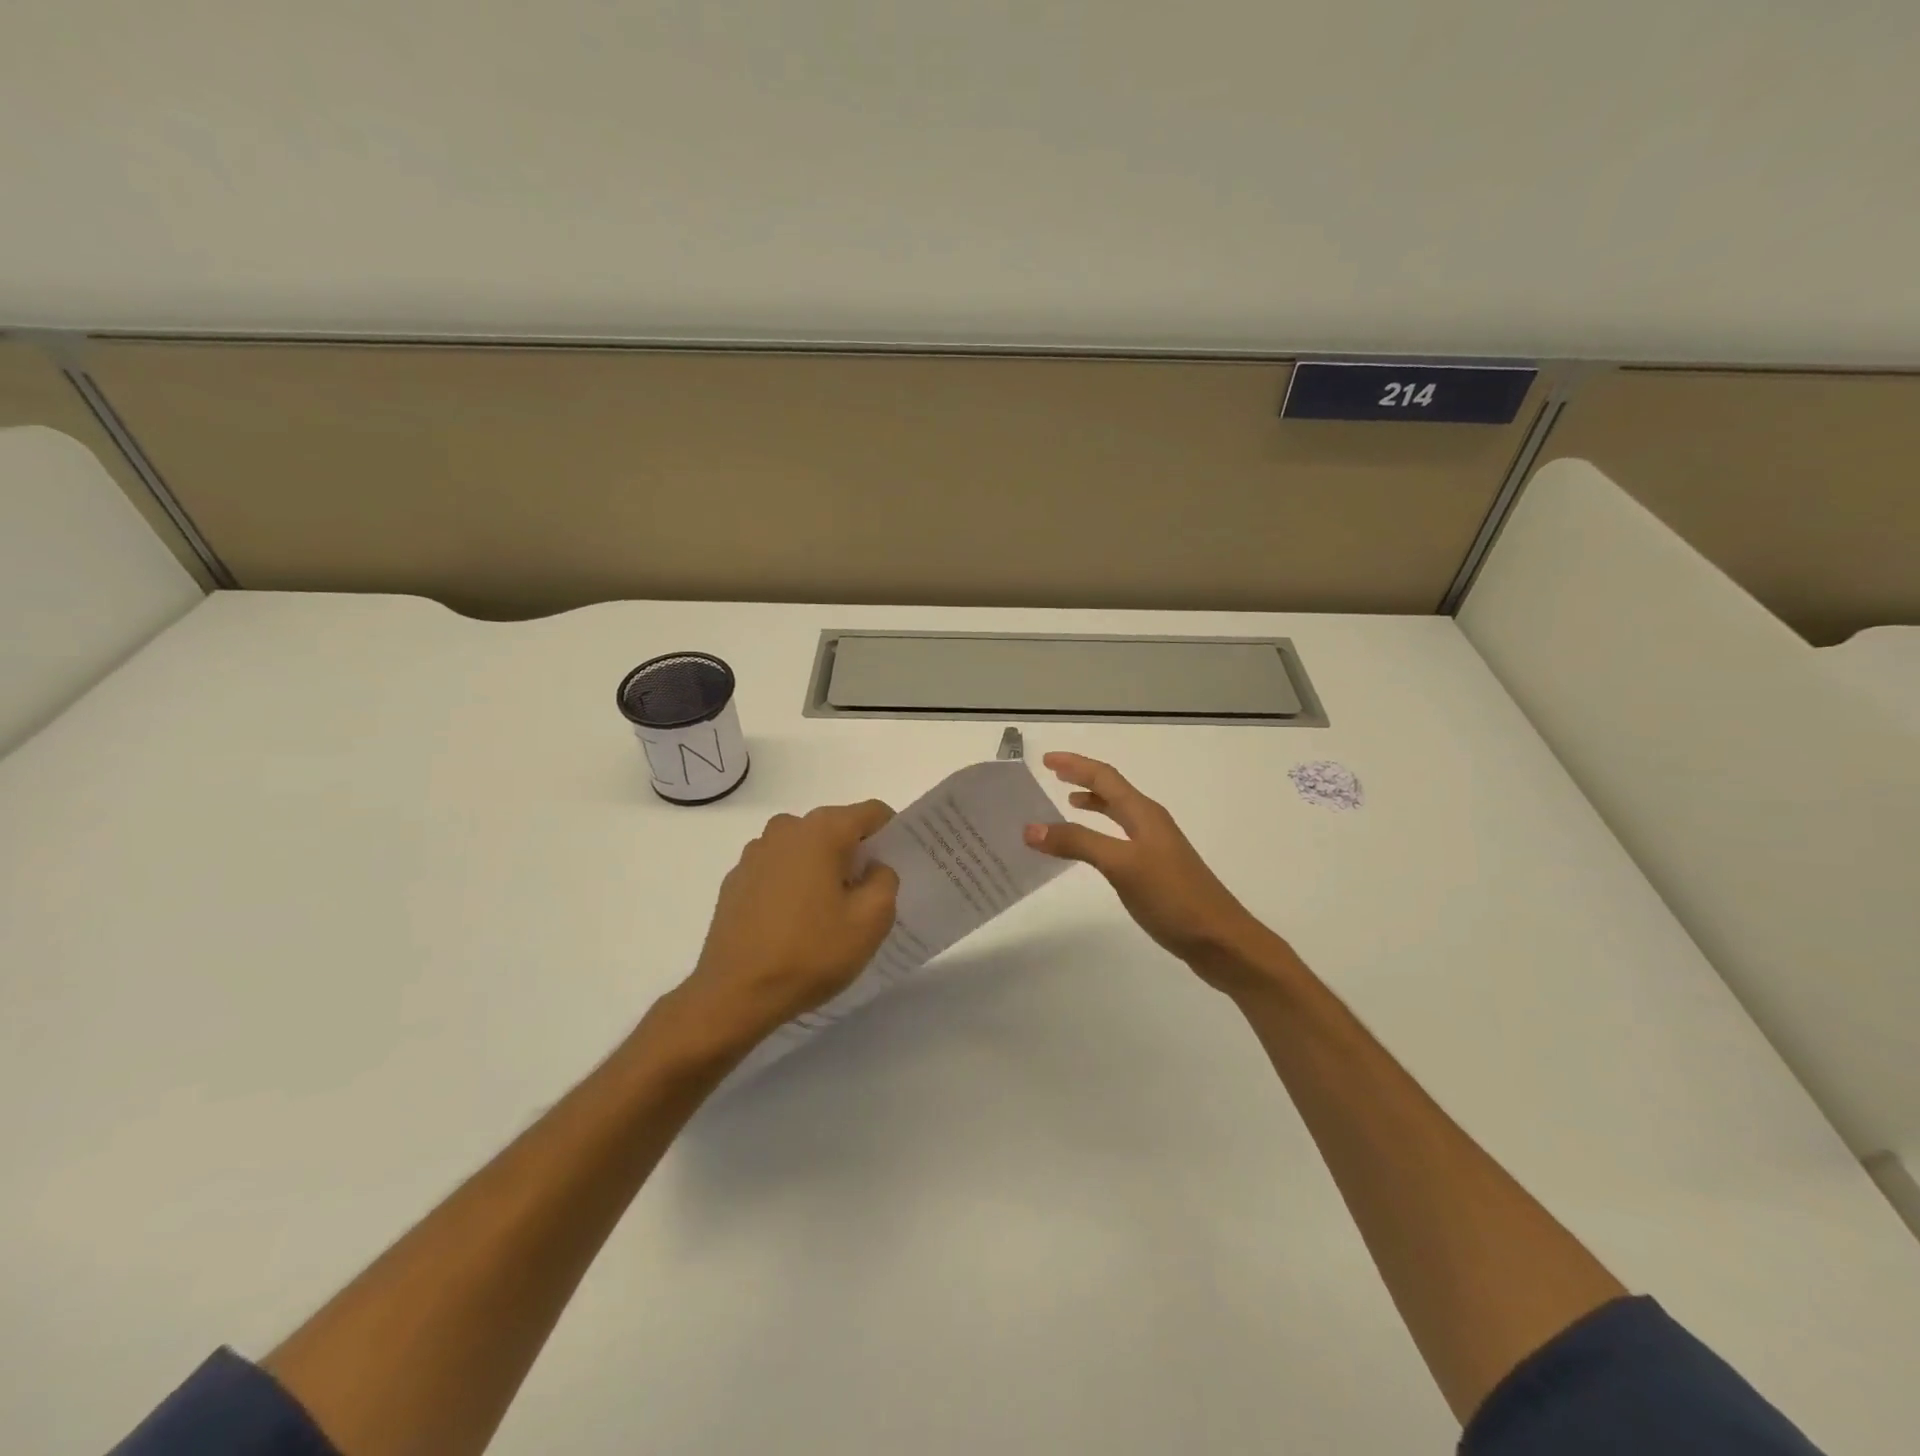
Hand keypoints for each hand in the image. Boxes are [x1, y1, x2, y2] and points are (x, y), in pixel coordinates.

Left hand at [670, 801, 900, 1049]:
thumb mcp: (871, 921)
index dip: (892, 834)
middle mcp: (786, 829)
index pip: (872, 813)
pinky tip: (795, 924)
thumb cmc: (810, 953)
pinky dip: (794, 885)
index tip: (899, 865)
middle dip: (856, 855)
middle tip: (869, 896)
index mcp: (821, 830)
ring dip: (823, 869)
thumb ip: (885, 881)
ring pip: (806, 850)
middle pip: (836, 829)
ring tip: (830, 914)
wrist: (734, 994)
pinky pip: (779, 870)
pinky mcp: (736, 880)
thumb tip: (874, 869)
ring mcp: (755, 854)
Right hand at [1023, 753, 1281, 994]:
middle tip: (1052, 776)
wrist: (1220, 940)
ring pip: (1118, 815)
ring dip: (1093, 804)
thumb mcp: (1121, 865)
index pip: (1105, 777)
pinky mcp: (1157, 872)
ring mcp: (1156, 848)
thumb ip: (1078, 843)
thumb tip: (1031, 827)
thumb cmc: (1172, 896)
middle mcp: (1150, 824)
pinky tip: (1092, 851)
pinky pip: (1120, 839)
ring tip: (1068, 803)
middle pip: (1113, 791)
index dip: (1076, 766)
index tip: (1046, 759)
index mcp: (1144, 814)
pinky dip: (1099, 834)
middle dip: (1083, 779)